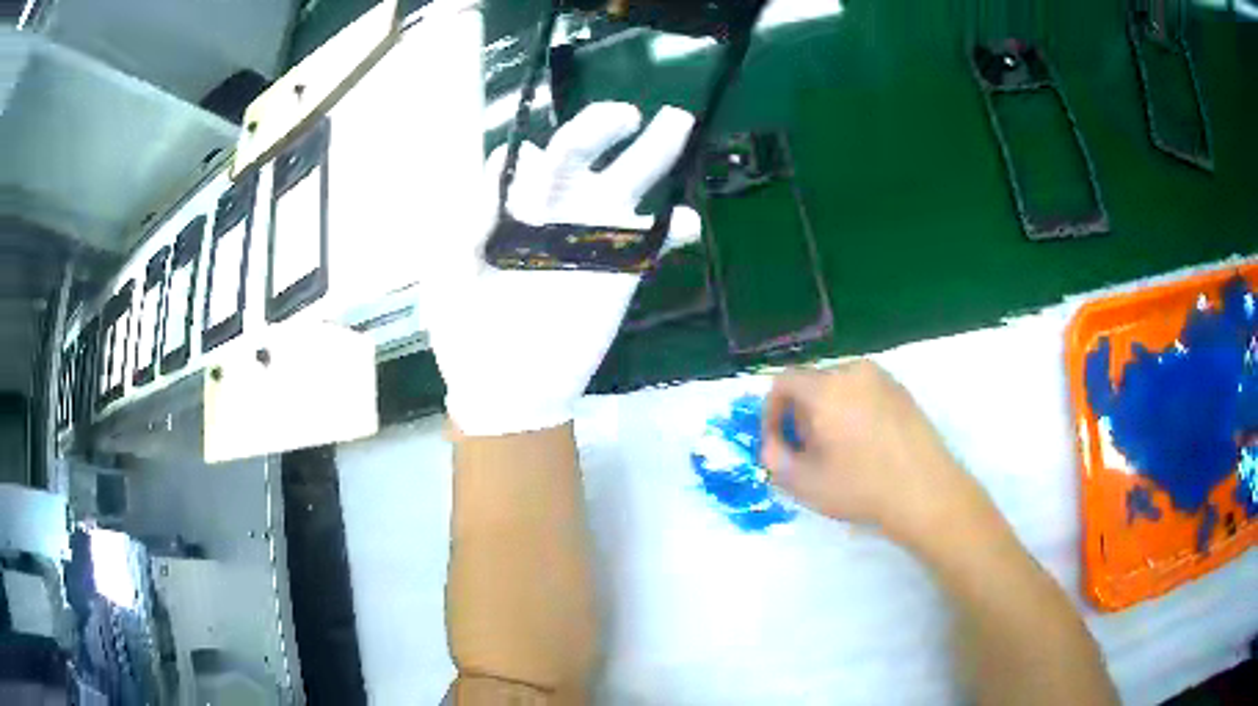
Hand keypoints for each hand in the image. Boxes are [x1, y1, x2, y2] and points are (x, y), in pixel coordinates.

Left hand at [419, 102, 700, 436]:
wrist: (504, 389)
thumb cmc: (466, 331)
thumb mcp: (450, 270)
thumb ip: (470, 214)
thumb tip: (508, 156)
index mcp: (509, 208)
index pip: (526, 160)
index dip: (528, 158)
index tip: (528, 169)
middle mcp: (553, 212)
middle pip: (580, 155)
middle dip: (601, 127)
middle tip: (626, 115)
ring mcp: (591, 240)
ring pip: (626, 184)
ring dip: (654, 153)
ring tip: (678, 122)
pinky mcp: (620, 273)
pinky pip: (654, 243)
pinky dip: (677, 230)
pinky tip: (689, 221)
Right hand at [761, 361, 987, 547]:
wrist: (925, 492)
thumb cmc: (861, 487)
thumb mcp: (803, 482)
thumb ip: (773, 458)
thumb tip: (773, 443)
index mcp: (826, 388)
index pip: (782, 381)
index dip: (771, 411)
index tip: (778, 442)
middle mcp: (853, 371)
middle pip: (811, 382)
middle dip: (800, 414)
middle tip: (807, 451)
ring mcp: (882, 378)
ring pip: (838, 386)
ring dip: (827, 412)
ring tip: (837, 449)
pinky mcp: (902, 391)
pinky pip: (864, 391)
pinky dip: (853, 410)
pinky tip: (864, 445)